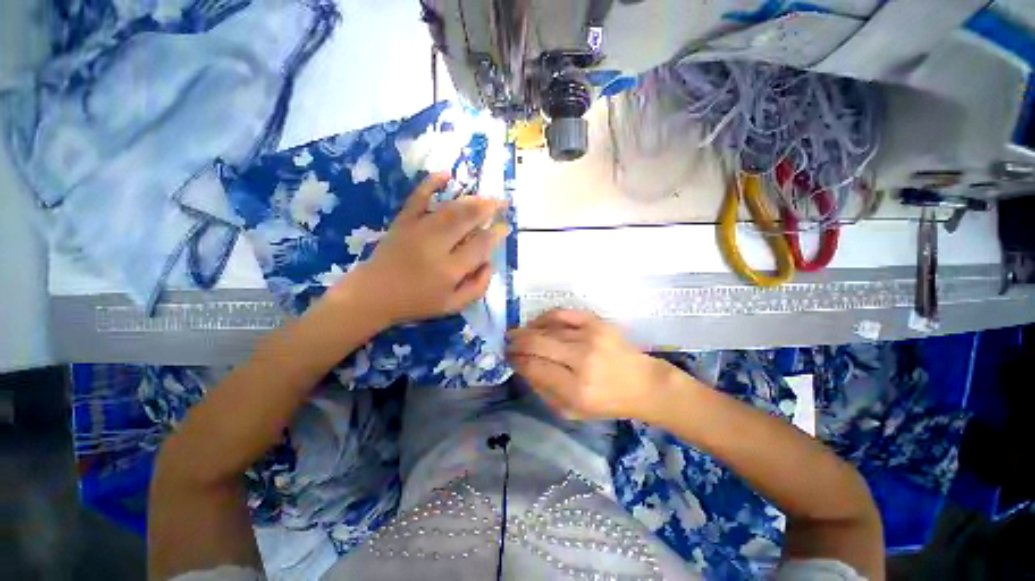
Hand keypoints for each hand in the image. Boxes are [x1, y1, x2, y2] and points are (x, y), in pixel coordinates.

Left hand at [349, 173, 507, 324]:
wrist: (373, 295)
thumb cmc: (417, 302)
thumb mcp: (453, 305)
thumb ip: (477, 287)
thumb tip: (490, 263)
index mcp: (450, 269)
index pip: (481, 245)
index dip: (497, 234)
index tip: (506, 227)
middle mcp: (437, 245)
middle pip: (468, 220)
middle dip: (489, 208)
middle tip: (502, 202)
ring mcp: (419, 230)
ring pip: (450, 208)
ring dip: (471, 199)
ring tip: (486, 197)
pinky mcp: (403, 221)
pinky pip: (418, 198)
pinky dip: (431, 183)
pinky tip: (446, 174)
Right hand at [506, 309, 670, 420]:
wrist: (642, 383)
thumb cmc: (606, 402)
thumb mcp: (572, 412)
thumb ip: (543, 391)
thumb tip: (522, 366)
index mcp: (576, 389)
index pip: (534, 368)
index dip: (516, 360)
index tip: (508, 357)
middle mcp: (582, 360)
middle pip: (537, 344)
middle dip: (516, 342)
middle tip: (508, 343)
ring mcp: (590, 337)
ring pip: (547, 328)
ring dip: (527, 330)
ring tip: (518, 334)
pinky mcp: (596, 322)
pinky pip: (562, 313)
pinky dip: (545, 317)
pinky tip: (537, 323)